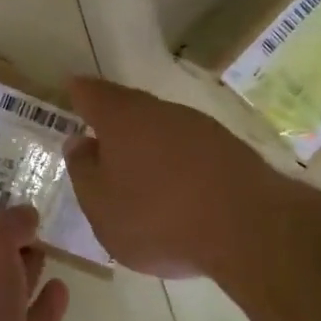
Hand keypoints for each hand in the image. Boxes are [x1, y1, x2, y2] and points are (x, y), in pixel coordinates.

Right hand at [64, 77, 291, 279]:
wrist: (249, 228)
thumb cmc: (158, 217)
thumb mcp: (101, 206)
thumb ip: (84, 171)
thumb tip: (79, 143)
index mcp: (121, 118)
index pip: (91, 93)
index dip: (78, 93)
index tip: (71, 92)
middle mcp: (160, 111)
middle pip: (129, 107)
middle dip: (114, 121)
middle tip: (100, 140)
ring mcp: (200, 127)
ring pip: (162, 127)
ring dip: (148, 143)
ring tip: (139, 172)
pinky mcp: (231, 149)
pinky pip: (190, 149)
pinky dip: (177, 162)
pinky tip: (177, 188)